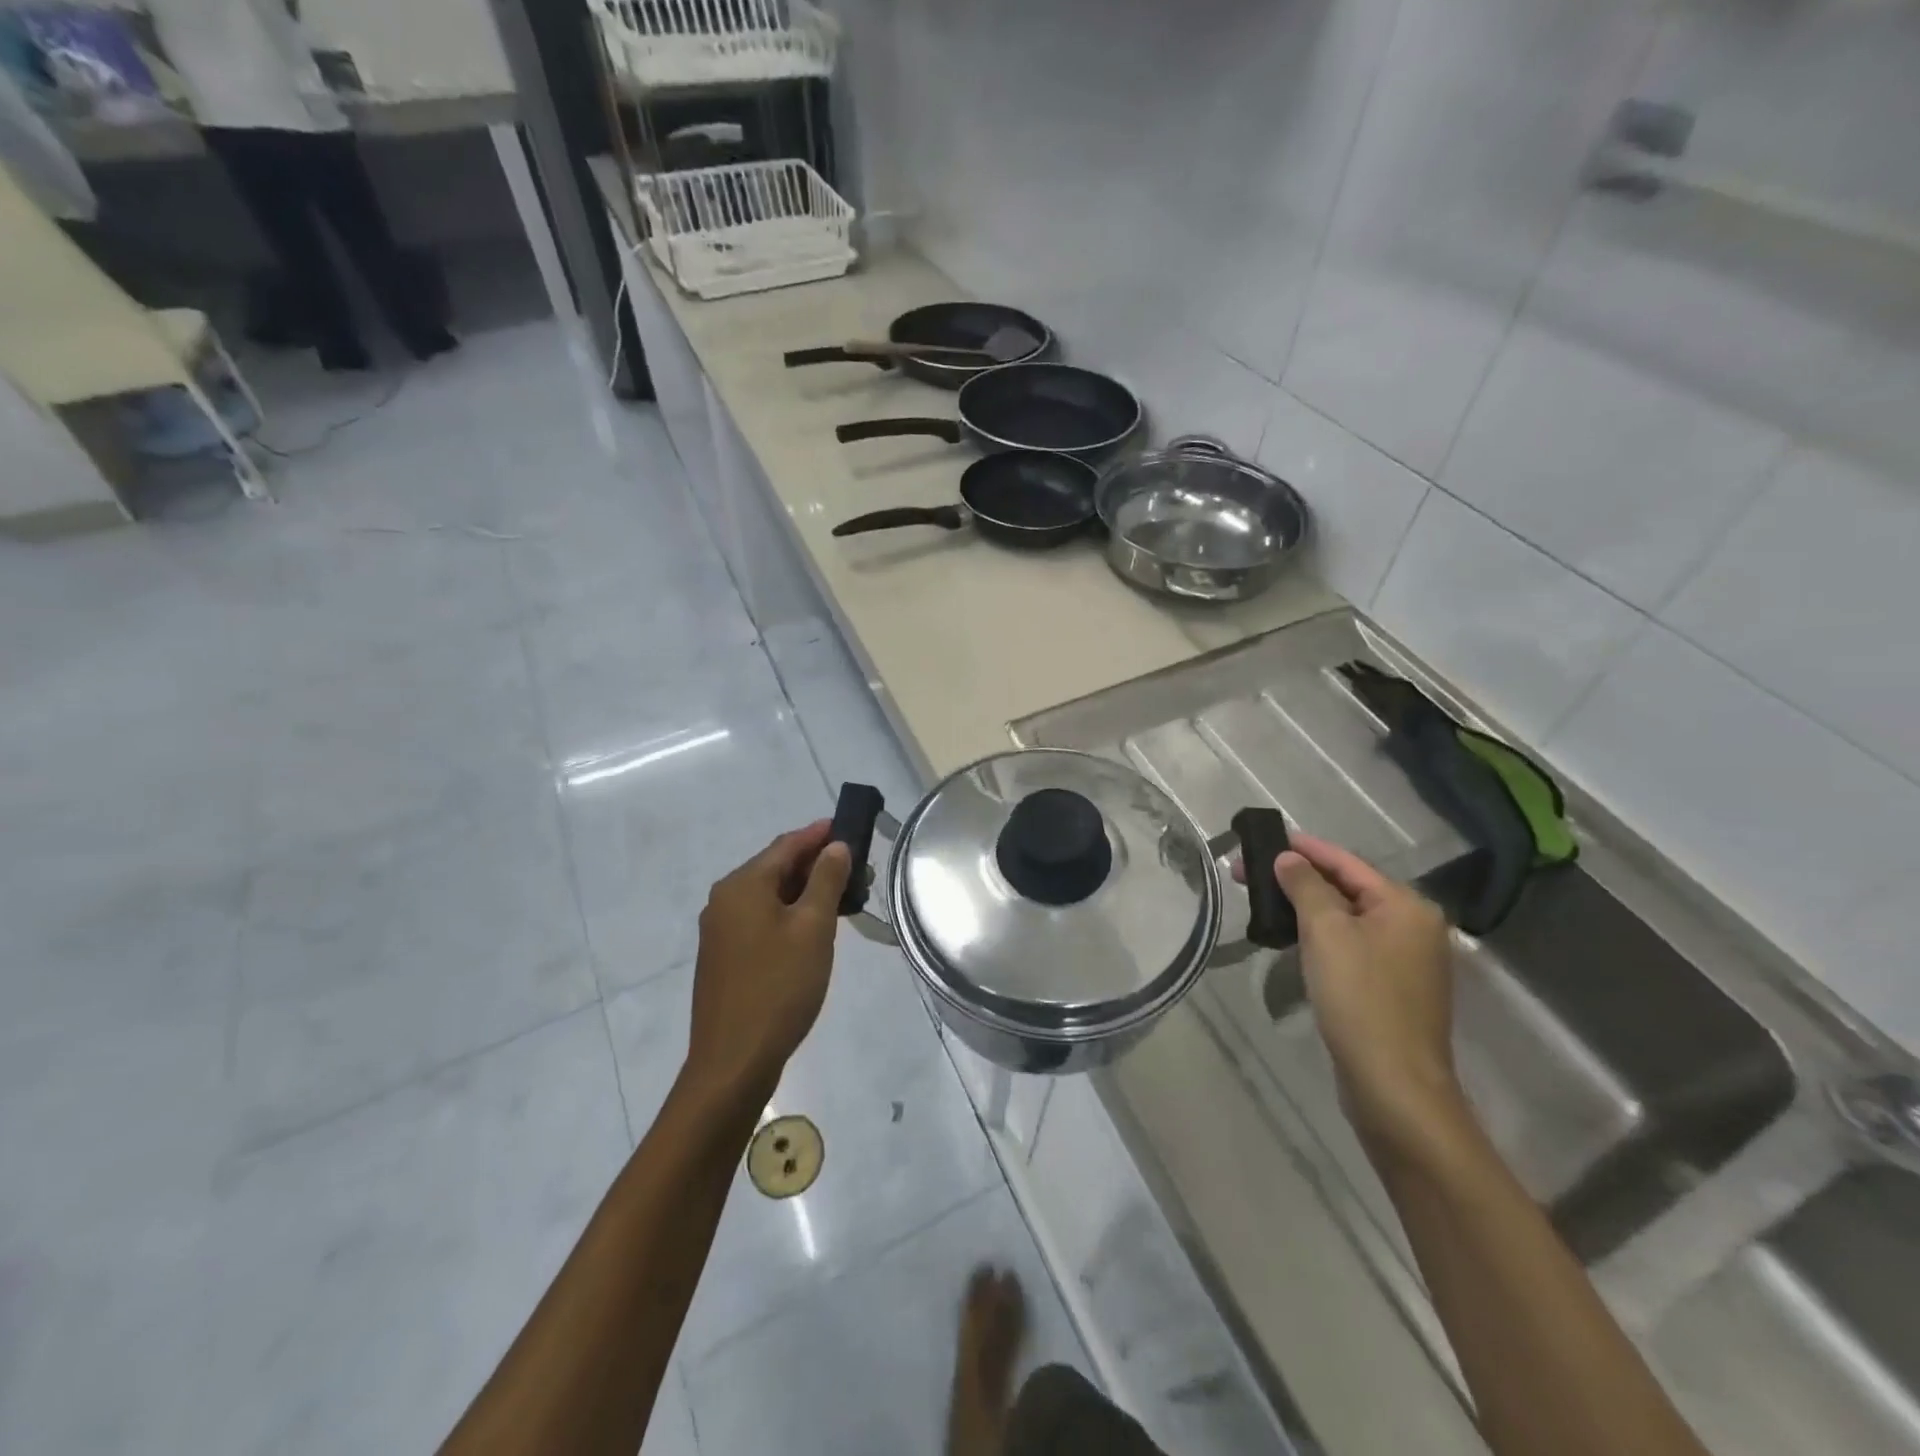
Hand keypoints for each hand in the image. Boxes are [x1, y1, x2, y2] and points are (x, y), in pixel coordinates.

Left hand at [686, 820, 851, 1098]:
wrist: (733, 1061)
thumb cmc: (779, 987)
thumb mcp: (813, 928)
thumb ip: (827, 880)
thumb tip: (835, 847)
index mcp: (743, 885)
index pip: (787, 844)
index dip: (820, 834)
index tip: (851, 828)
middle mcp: (725, 899)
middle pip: (776, 867)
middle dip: (818, 864)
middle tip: (859, 871)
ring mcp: (720, 929)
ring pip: (770, 895)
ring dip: (806, 891)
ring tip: (845, 899)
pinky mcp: (724, 956)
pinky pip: (761, 918)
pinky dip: (789, 913)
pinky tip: (814, 929)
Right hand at [1242, 833, 1466, 1158]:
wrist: (1393, 1085)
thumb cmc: (1360, 998)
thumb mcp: (1326, 932)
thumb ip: (1306, 886)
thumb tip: (1288, 858)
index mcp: (1406, 906)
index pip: (1346, 862)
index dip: (1303, 848)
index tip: (1264, 837)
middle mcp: (1413, 927)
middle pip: (1346, 888)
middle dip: (1297, 878)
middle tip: (1247, 873)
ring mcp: (1405, 960)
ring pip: (1346, 918)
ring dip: (1304, 907)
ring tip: (1263, 900)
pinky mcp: (1390, 988)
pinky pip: (1350, 945)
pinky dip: (1319, 935)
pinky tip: (1290, 938)